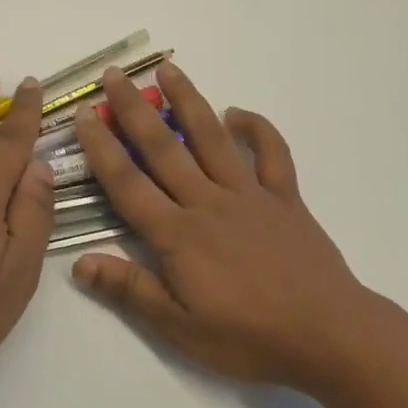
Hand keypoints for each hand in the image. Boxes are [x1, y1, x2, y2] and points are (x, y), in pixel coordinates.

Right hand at [72, 62, 370, 389]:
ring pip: (212, 138)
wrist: (328, 335)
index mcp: (178, 234)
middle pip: (164, 148)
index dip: (101, 147)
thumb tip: (79, 263)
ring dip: (188, 101)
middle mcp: (208, 202)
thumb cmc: (249, 337)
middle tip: (114, 74)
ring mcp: (250, 194)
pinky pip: (271, 153)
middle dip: (134, 109)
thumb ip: (131, 290)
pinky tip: (238, 113)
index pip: (128, 182)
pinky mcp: (285, 197)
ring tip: (168, 70)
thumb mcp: (180, 328)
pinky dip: (257, 129)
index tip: (84, 113)